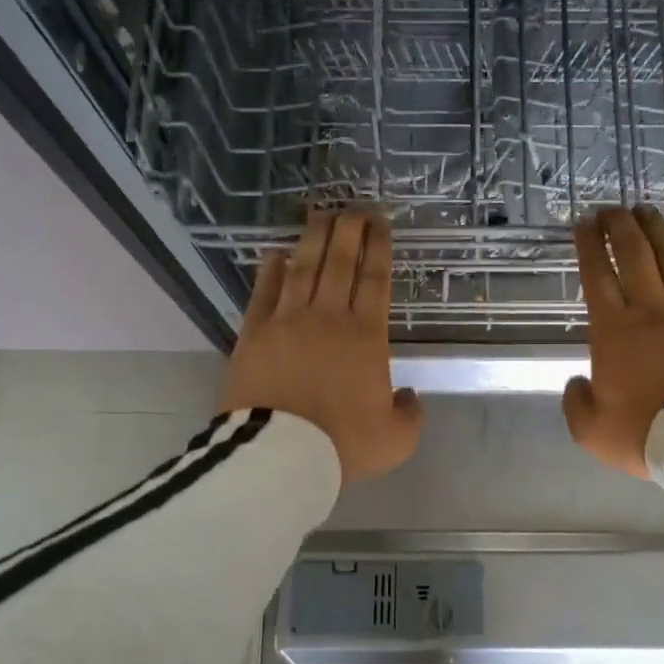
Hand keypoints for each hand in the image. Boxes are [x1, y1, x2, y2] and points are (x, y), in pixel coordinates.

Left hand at [220, 209, 421, 484]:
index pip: (375, 280)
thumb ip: (410, 413)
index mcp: (366, 337)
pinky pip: (264, 293)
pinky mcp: (253, 334)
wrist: (281, 456)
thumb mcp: (397, 439)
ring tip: (320, 215)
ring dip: (313, 239)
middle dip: (349, 230)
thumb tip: (409, 395)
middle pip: (340, 262)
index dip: (379, 247)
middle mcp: (328, 318)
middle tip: (354, 207)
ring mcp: (287, 322)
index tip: (380, 224)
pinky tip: (276, 254)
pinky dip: (271, 271)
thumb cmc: (343, 445)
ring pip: (303, 268)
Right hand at [563, 206, 663, 477]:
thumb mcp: (592, 430)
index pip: (597, 276)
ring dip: (657, 231)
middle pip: (635, 254)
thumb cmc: (646, 433)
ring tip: (647, 212)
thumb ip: (576, 403)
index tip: (583, 223)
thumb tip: (577, 383)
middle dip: (620, 226)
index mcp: (614, 331)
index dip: (589, 245)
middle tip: (612, 208)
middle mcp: (652, 309)